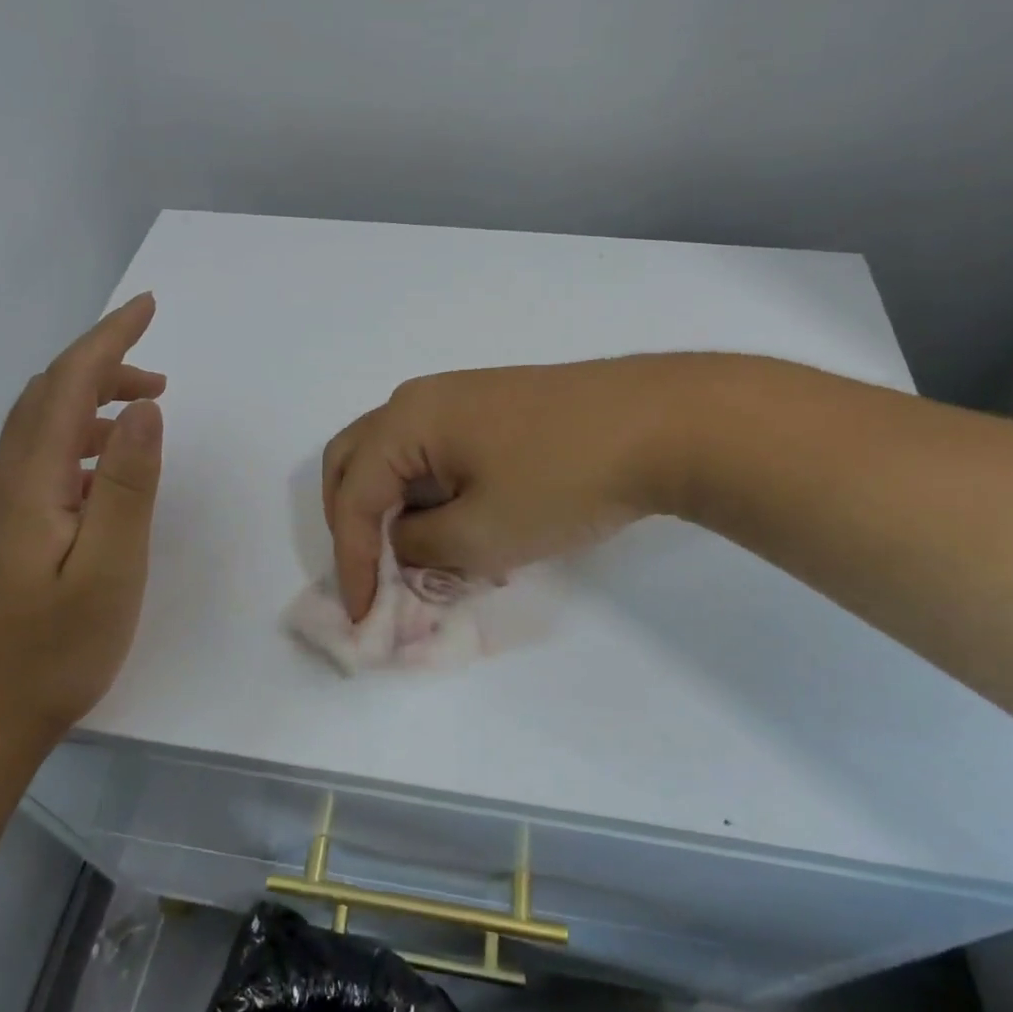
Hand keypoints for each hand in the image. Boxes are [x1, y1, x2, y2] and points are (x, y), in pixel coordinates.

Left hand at [0, 294, 165, 734]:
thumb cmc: (50, 650)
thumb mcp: (108, 569)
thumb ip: (127, 485)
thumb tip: (144, 408)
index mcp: (30, 480)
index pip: (68, 383)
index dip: (109, 338)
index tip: (149, 307)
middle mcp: (7, 479)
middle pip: (49, 394)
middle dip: (103, 363)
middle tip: (160, 369)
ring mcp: (3, 505)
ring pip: (44, 424)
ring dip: (94, 400)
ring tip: (148, 410)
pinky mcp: (8, 528)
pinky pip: (45, 456)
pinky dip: (83, 437)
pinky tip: (110, 467)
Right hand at [322, 357, 680, 619]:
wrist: (663, 424)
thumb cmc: (562, 479)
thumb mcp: (481, 534)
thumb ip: (421, 547)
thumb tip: (406, 542)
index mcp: (406, 421)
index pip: (353, 495)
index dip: (350, 558)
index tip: (361, 613)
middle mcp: (422, 399)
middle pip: (357, 460)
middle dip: (352, 520)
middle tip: (367, 569)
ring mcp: (461, 398)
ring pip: (399, 456)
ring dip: (392, 506)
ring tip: (414, 555)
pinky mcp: (495, 408)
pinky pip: (436, 452)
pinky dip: (429, 492)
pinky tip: (458, 524)